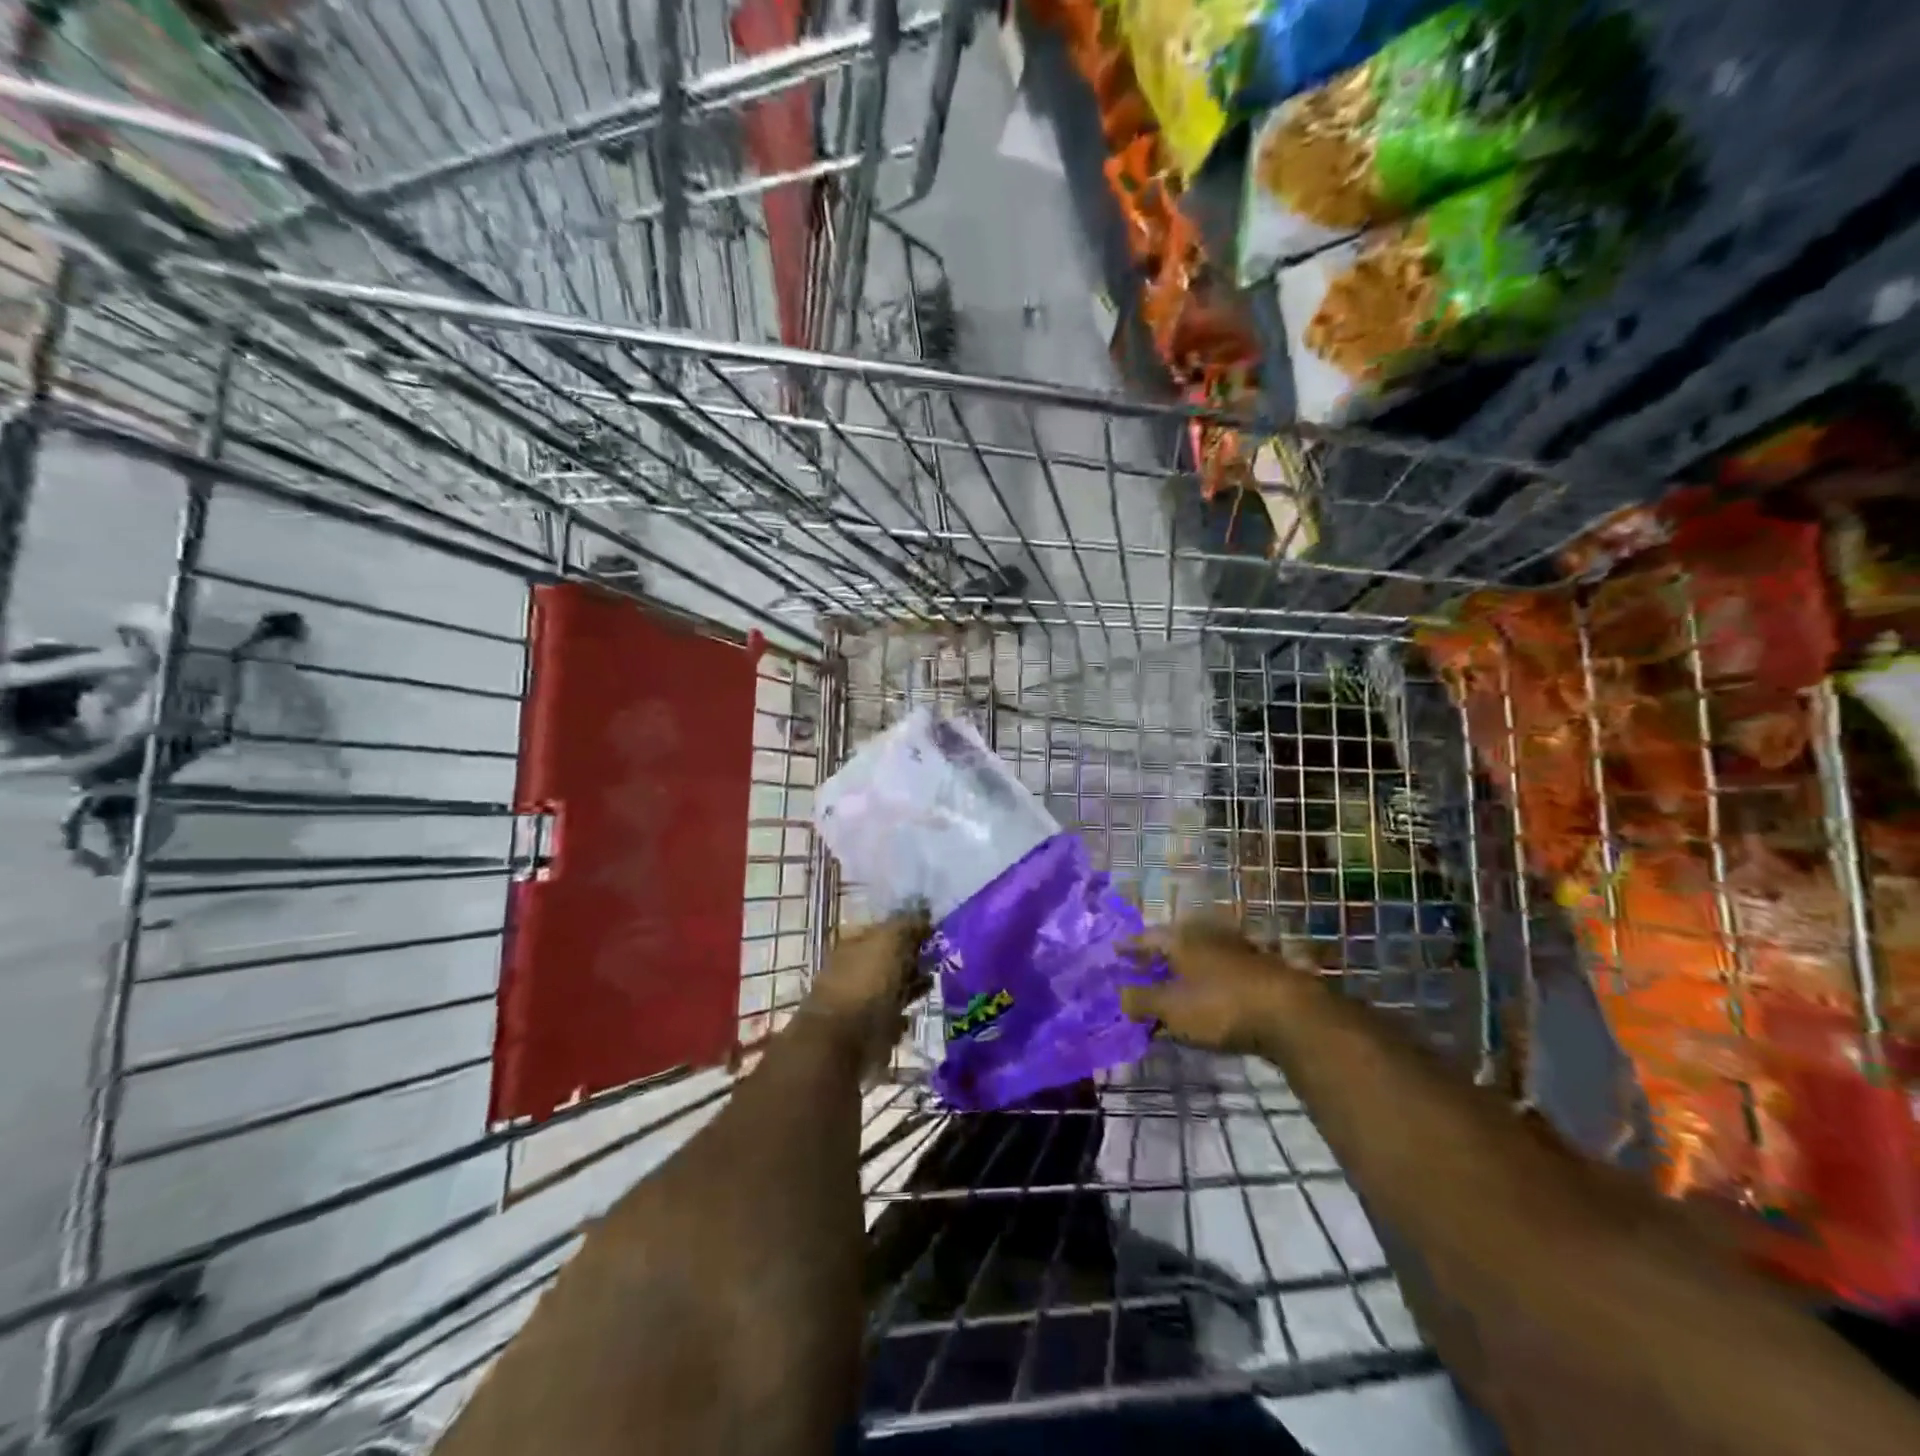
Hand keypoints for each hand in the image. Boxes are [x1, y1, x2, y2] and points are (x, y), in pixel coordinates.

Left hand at [803, 912, 930, 1072]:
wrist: (842, 1041)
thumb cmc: (866, 983)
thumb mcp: (890, 942)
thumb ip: (907, 925)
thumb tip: (924, 914)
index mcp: (854, 943)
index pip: (886, 929)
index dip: (910, 930)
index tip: (936, 934)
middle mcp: (853, 968)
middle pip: (889, 959)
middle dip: (913, 960)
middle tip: (939, 961)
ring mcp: (858, 1000)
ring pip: (891, 988)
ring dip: (910, 987)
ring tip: (932, 986)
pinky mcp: (865, 1030)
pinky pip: (889, 1017)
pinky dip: (901, 1016)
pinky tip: (912, 1016)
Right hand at [1121, 917, 1309, 1053]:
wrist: (1291, 1014)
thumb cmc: (1220, 1005)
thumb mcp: (1172, 1008)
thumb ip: (1141, 1001)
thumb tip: (1120, 995)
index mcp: (1181, 938)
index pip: (1147, 938)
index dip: (1129, 947)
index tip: (1114, 952)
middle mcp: (1207, 936)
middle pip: (1174, 944)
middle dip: (1156, 957)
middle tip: (1140, 970)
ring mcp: (1236, 950)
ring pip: (1200, 957)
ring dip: (1183, 970)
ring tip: (1171, 986)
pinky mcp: (1259, 970)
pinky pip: (1220, 972)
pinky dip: (1206, 982)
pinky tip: (1206, 997)